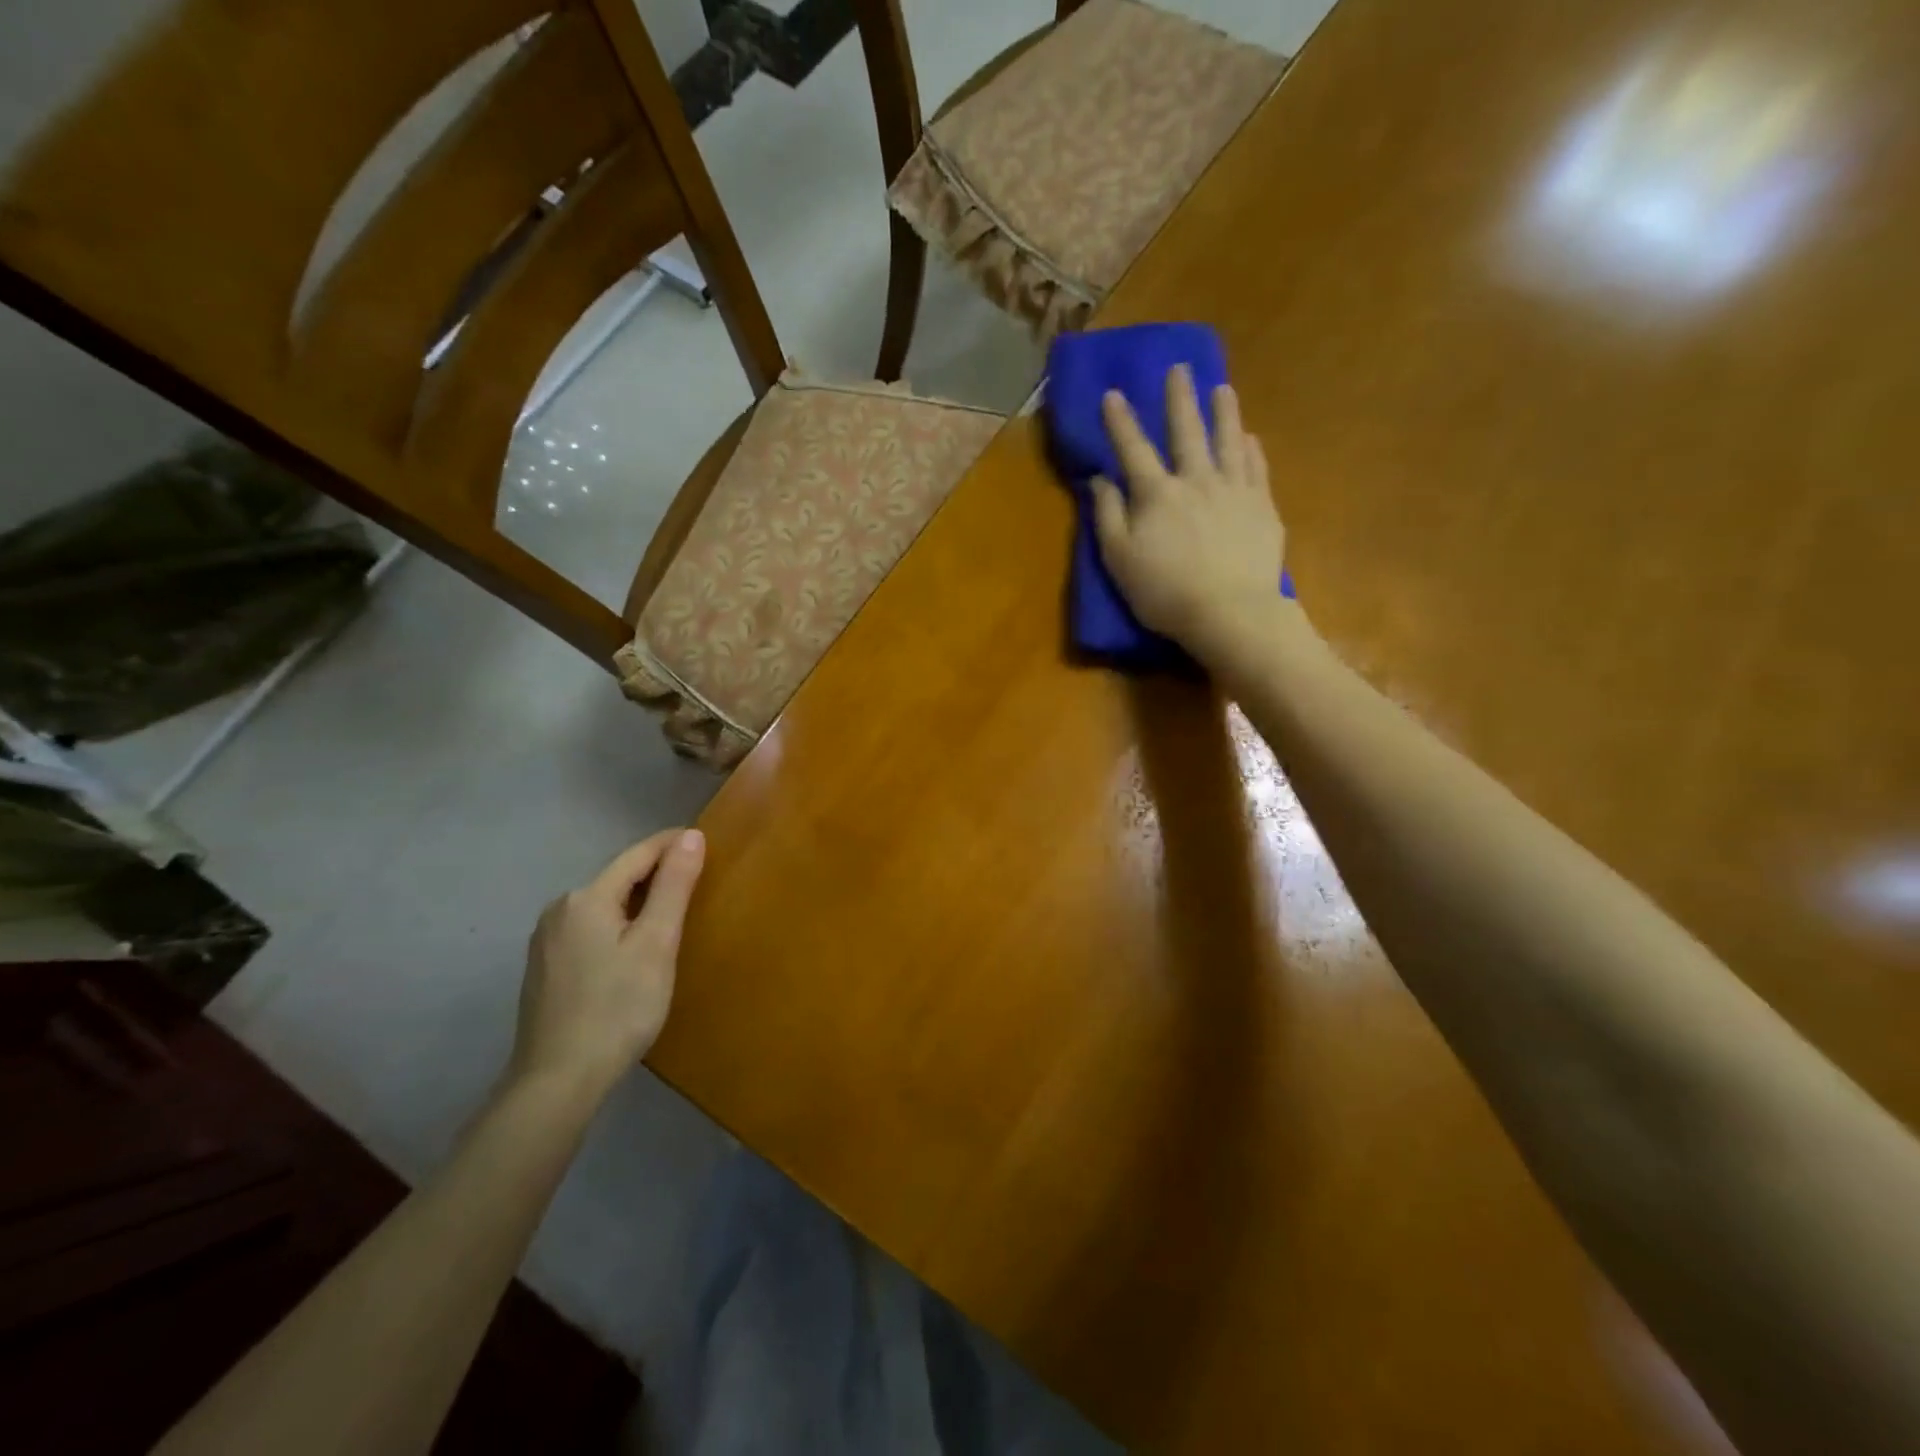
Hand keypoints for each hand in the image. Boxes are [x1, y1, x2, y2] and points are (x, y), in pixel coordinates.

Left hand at [510, 829, 705, 1096]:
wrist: (557, 1080)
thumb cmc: (618, 1008)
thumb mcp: (656, 943)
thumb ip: (673, 886)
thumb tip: (691, 836)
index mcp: (586, 897)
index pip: (638, 854)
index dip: (673, 843)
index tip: (706, 840)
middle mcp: (560, 909)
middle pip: (618, 877)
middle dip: (657, 873)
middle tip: (697, 880)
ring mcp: (546, 940)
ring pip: (603, 904)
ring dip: (637, 900)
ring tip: (672, 912)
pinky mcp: (545, 967)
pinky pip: (590, 928)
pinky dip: (618, 924)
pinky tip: (633, 947)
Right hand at [1092, 365, 1287, 662]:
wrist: (1229, 612)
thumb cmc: (1164, 592)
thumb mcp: (1119, 559)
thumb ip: (1108, 516)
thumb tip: (1100, 480)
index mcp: (1156, 494)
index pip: (1133, 449)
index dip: (1120, 421)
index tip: (1113, 393)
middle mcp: (1196, 480)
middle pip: (1186, 431)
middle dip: (1179, 399)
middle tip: (1180, 368)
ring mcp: (1234, 490)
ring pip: (1228, 440)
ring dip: (1224, 412)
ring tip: (1222, 389)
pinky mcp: (1262, 507)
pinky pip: (1256, 468)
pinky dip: (1251, 449)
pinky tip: (1250, 437)